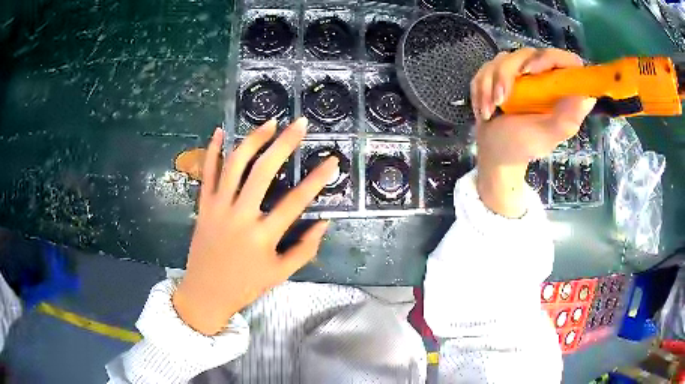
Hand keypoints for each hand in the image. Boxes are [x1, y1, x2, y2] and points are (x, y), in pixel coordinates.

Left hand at [172, 118, 337, 334]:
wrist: (205, 293)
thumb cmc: (245, 285)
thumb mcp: (281, 274)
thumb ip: (305, 249)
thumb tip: (324, 222)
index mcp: (263, 236)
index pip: (296, 202)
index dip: (317, 179)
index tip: (333, 160)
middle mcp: (240, 216)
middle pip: (262, 172)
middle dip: (283, 144)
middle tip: (300, 124)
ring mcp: (218, 208)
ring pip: (234, 165)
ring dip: (253, 140)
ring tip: (269, 123)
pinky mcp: (203, 206)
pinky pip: (207, 174)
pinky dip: (212, 151)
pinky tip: (220, 131)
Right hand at [470, 48, 595, 216]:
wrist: (494, 153)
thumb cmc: (522, 146)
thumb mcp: (546, 136)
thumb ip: (567, 119)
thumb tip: (588, 97)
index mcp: (559, 90)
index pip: (564, 60)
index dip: (549, 59)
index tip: (531, 72)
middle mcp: (541, 77)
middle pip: (527, 53)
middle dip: (507, 74)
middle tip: (501, 99)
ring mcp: (519, 74)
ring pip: (503, 59)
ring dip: (490, 84)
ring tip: (488, 111)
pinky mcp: (499, 75)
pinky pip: (486, 68)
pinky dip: (480, 88)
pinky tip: (483, 109)